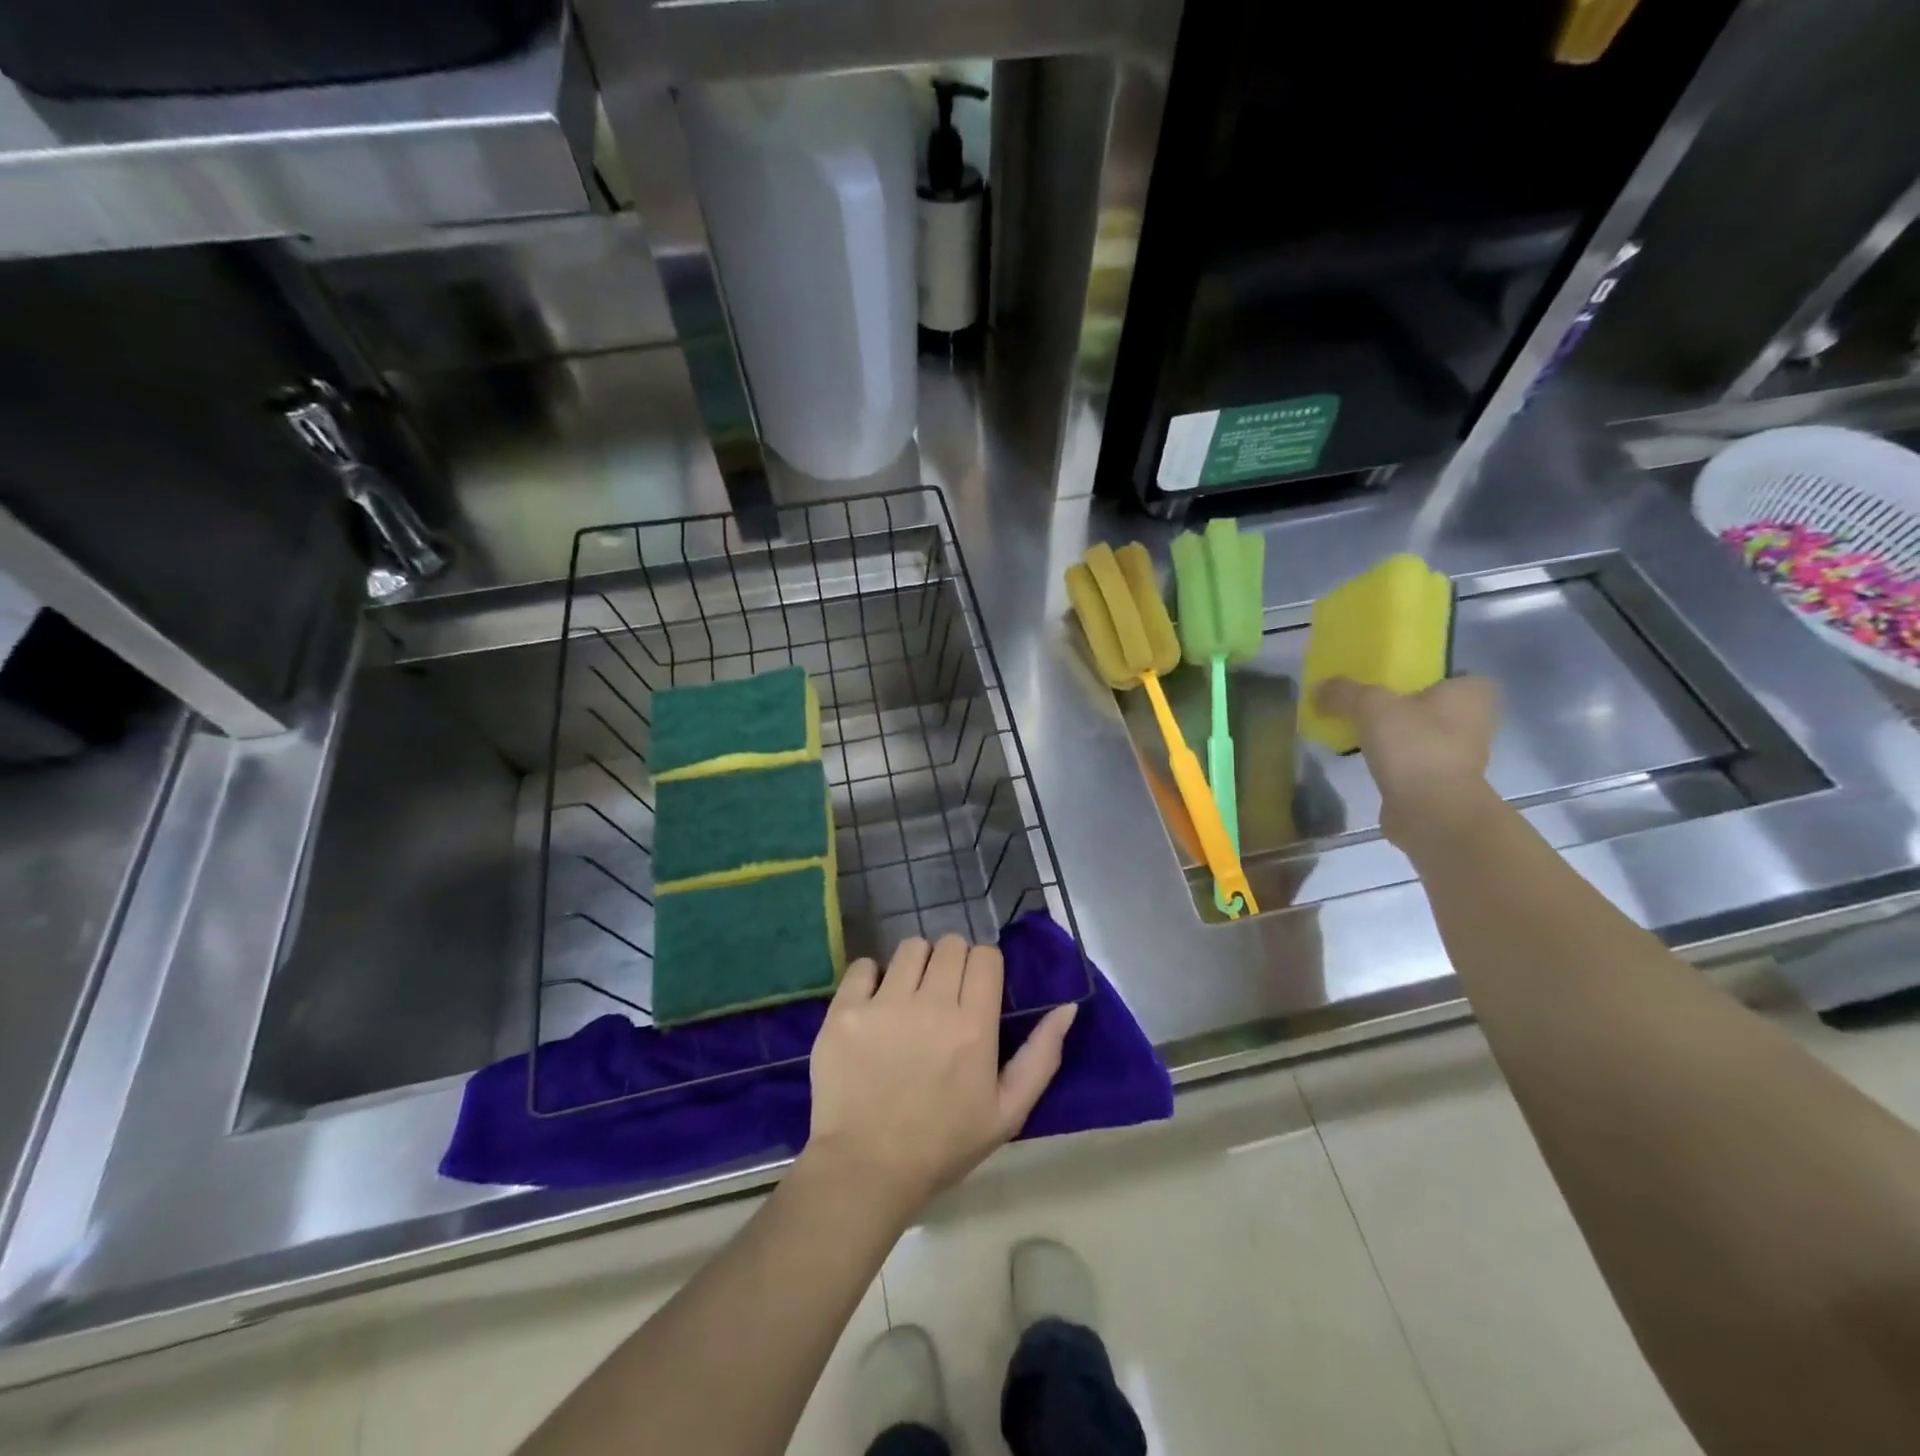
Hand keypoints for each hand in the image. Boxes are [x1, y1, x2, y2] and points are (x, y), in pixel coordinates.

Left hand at [804, 935, 1077, 1218]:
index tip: (976, 989)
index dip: (984, 967)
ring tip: (910, 996)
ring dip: (917, 964)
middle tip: (943, 994)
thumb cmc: (942, 1145)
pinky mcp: (845, 1010)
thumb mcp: (1007, 1113)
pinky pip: (864, 965)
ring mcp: (884, 1004)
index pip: (986, 956)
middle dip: (953, 961)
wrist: (865, 1169)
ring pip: (911, 947)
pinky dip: (872, 977)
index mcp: (974, 1026)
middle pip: (951, 944)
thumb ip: (1041, 1057)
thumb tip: (1067, 1007)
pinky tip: (874, 1003)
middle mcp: (932, 1004)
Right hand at [1315, 675, 1500, 850]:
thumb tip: (1320, 688)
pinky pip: (1415, 761)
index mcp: (1472, 692)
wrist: (1431, 811)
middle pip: (1433, 705)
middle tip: (1368, 704)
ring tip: (1361, 732)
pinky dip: (1395, 761)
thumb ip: (1344, 692)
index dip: (1426, 675)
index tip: (1394, 681)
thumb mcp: (1370, 706)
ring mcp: (1462, 755)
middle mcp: (1476, 721)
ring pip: (1423, 734)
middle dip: (1405, 706)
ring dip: (1398, 735)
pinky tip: (1368, 760)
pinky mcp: (1444, 783)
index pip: (1453, 674)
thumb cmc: (1414, 745)